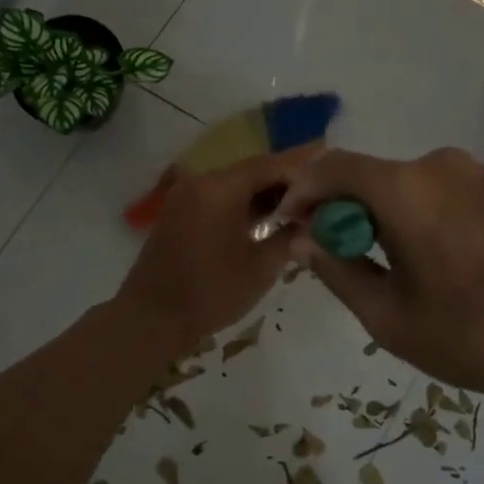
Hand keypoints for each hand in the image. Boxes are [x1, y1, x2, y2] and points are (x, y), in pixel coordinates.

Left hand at [115, 145, 321, 349]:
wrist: (151, 319)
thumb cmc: (211, 292)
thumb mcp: (261, 267)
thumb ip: (290, 236)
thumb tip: (312, 221)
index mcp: (220, 187)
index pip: (270, 164)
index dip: (302, 167)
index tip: (331, 173)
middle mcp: (201, 182)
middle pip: (253, 170)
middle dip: (287, 181)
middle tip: (322, 191)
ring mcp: (187, 196)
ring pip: (236, 184)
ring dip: (266, 193)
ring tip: (302, 206)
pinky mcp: (180, 213)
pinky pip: (220, 198)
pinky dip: (245, 204)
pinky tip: (269, 218)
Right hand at [279, 147, 483, 412]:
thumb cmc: (474, 334)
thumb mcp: (390, 316)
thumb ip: (338, 271)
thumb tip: (303, 240)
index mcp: (406, 187)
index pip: (332, 168)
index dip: (301, 193)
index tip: (287, 227)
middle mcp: (439, 165)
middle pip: (368, 175)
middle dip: (339, 209)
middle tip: (331, 256)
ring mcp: (476, 175)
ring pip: (403, 184)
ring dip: (377, 213)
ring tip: (378, 264)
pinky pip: (436, 191)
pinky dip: (412, 214)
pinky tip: (424, 258)